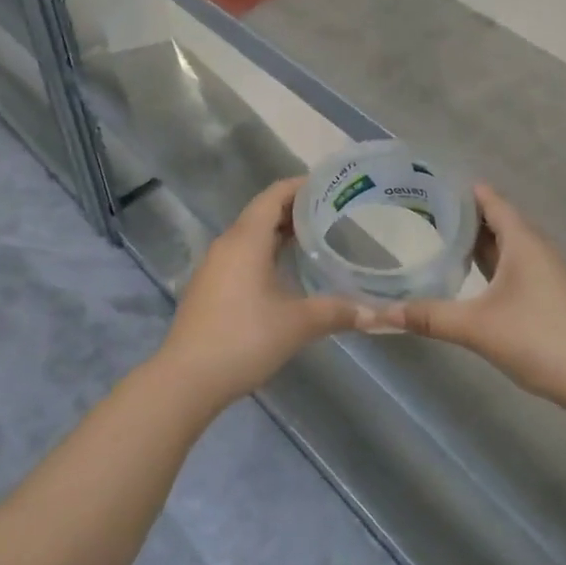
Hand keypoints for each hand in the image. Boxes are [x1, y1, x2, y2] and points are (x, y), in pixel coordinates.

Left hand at [152, 179, 361, 410]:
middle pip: (263, 212)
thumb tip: (378, 314)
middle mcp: (227, 244)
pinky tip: (288, 271)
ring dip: (281, 233)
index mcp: (246, 239)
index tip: (333, 185)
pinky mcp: (210, 288)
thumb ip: (338, 311)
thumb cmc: (244, 339)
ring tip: (319, 238)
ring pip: (251, 236)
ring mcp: (214, 267)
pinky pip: (242, 256)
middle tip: (336, 212)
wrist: (187, 379)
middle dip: (297, 209)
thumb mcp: (298, 324)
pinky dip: (267, 252)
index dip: (302, 185)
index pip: (274, 195)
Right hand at [368, 184, 565, 412]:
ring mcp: (547, 275)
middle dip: (465, 216)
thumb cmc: (539, 338)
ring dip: (478, 243)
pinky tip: (471, 280)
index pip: (492, 202)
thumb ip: (428, 317)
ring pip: (508, 248)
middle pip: (499, 222)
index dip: (464, 191)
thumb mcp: (476, 326)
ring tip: (440, 240)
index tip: (431, 184)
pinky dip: (491, 266)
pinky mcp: (550, 298)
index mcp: (523, 242)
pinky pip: (514, 268)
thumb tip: (378, 314)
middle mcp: (537, 250)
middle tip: (423, 212)